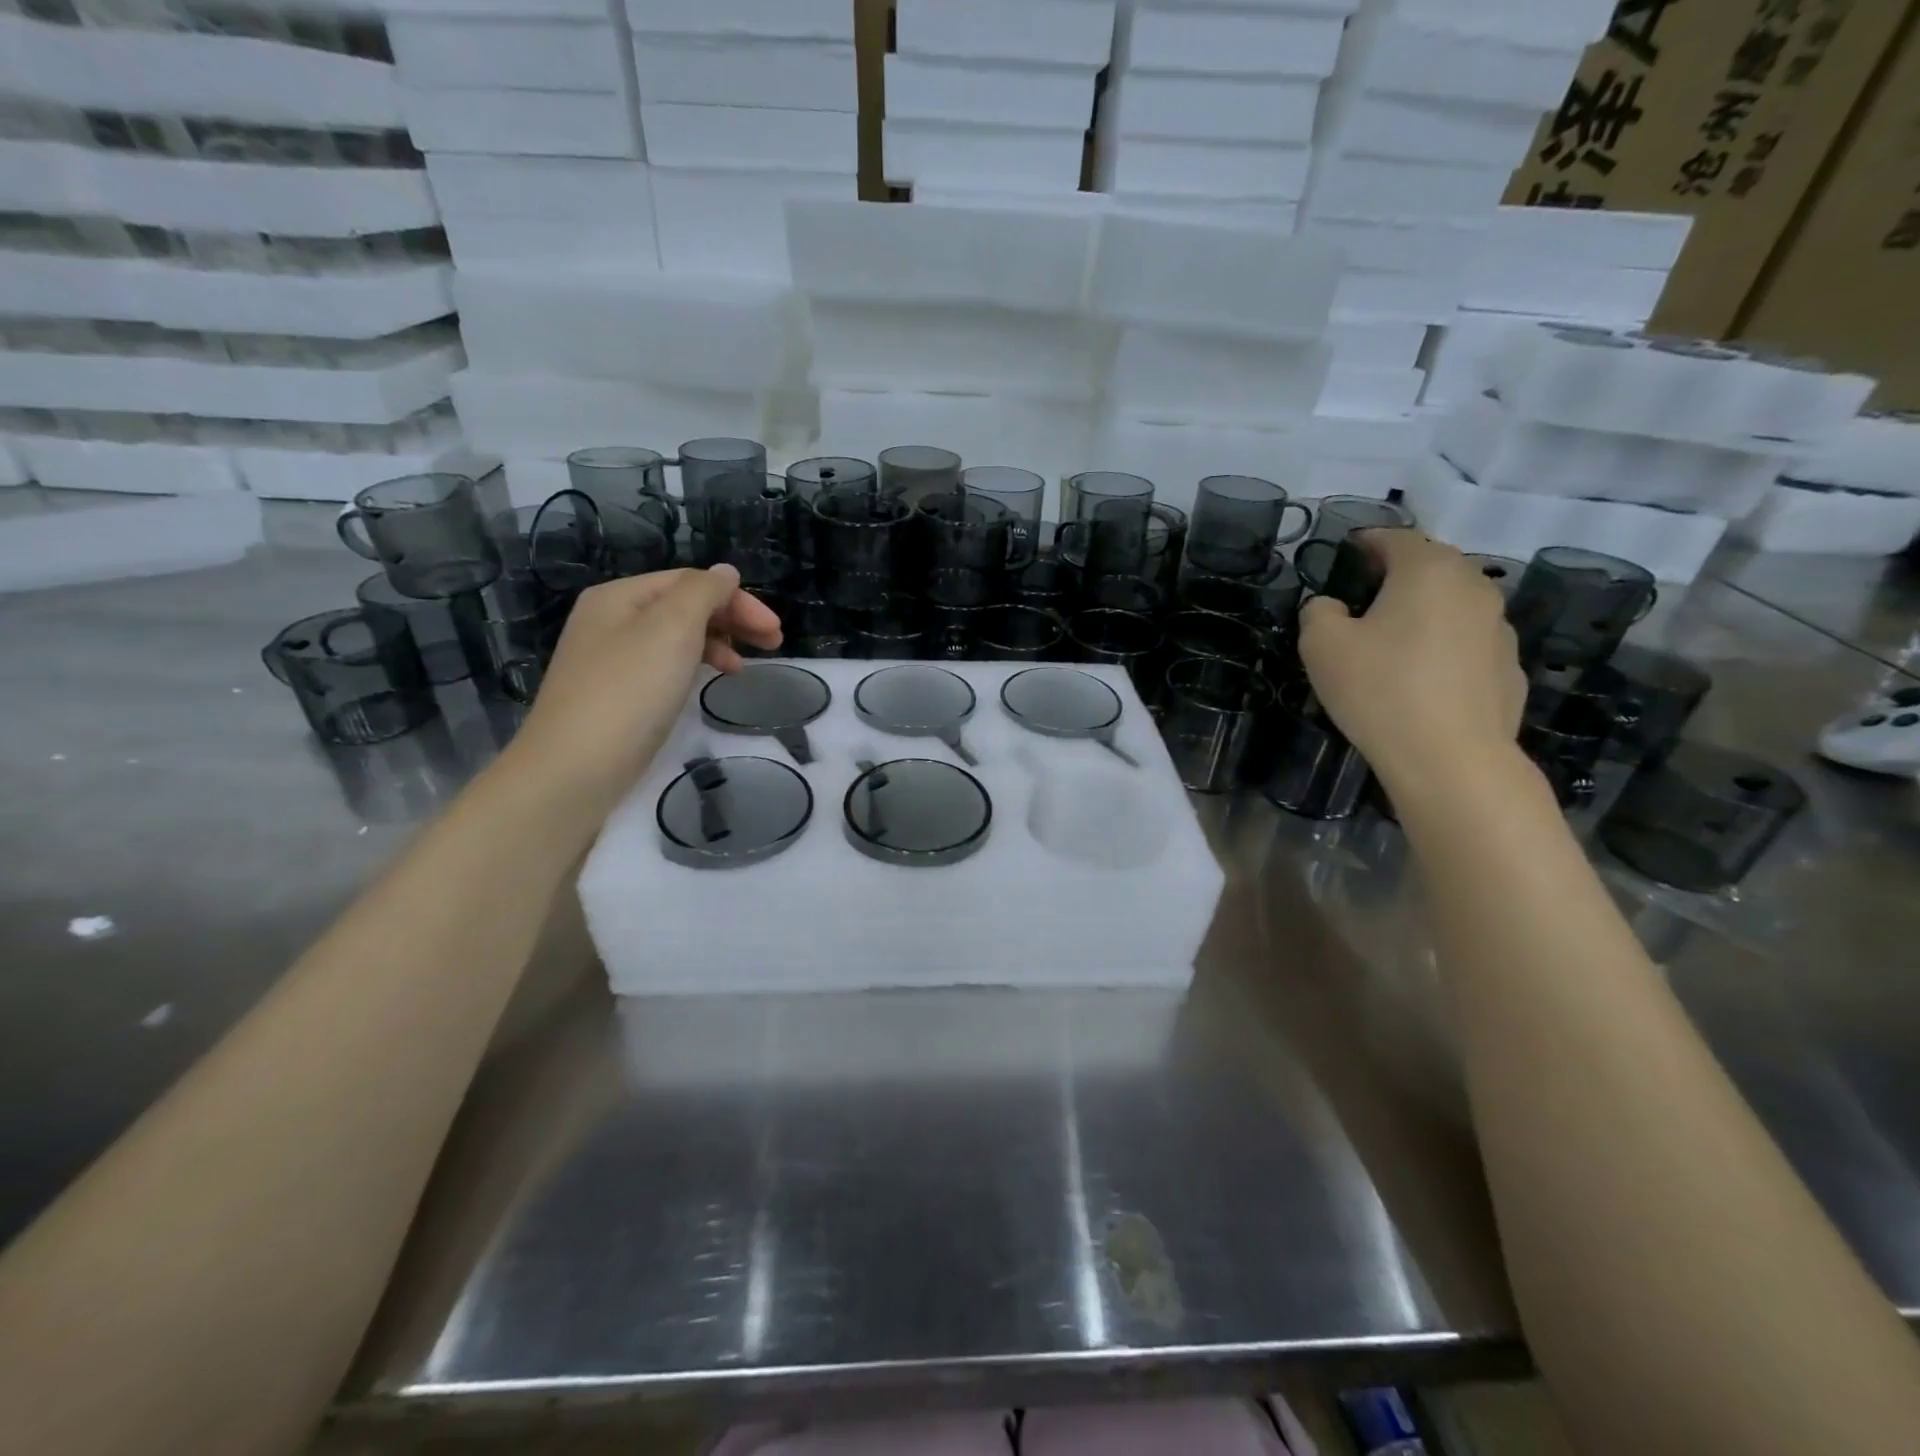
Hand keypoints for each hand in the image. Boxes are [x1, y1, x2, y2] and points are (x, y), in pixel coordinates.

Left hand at [499, 566, 781, 816]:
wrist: (575, 769)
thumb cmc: (629, 691)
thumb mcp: (672, 628)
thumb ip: (703, 592)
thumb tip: (726, 573)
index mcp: (620, 596)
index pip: (691, 582)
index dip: (738, 600)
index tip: (775, 631)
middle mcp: (610, 620)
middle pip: (683, 607)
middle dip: (732, 620)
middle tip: (774, 645)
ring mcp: (609, 660)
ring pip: (675, 638)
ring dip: (717, 644)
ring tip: (743, 669)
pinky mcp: (615, 696)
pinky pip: (664, 667)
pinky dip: (694, 668)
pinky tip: (707, 685)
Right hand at [1298, 530, 1527, 797]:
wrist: (1450, 758)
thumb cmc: (1380, 690)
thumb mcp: (1321, 646)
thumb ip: (1319, 612)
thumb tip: (1331, 607)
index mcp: (1428, 571)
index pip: (1397, 538)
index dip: (1368, 541)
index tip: (1348, 551)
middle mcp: (1473, 587)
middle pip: (1434, 564)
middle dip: (1400, 571)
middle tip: (1367, 593)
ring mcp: (1499, 628)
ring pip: (1455, 603)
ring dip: (1426, 609)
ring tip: (1395, 637)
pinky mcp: (1508, 668)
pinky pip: (1469, 642)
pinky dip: (1446, 645)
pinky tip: (1424, 676)